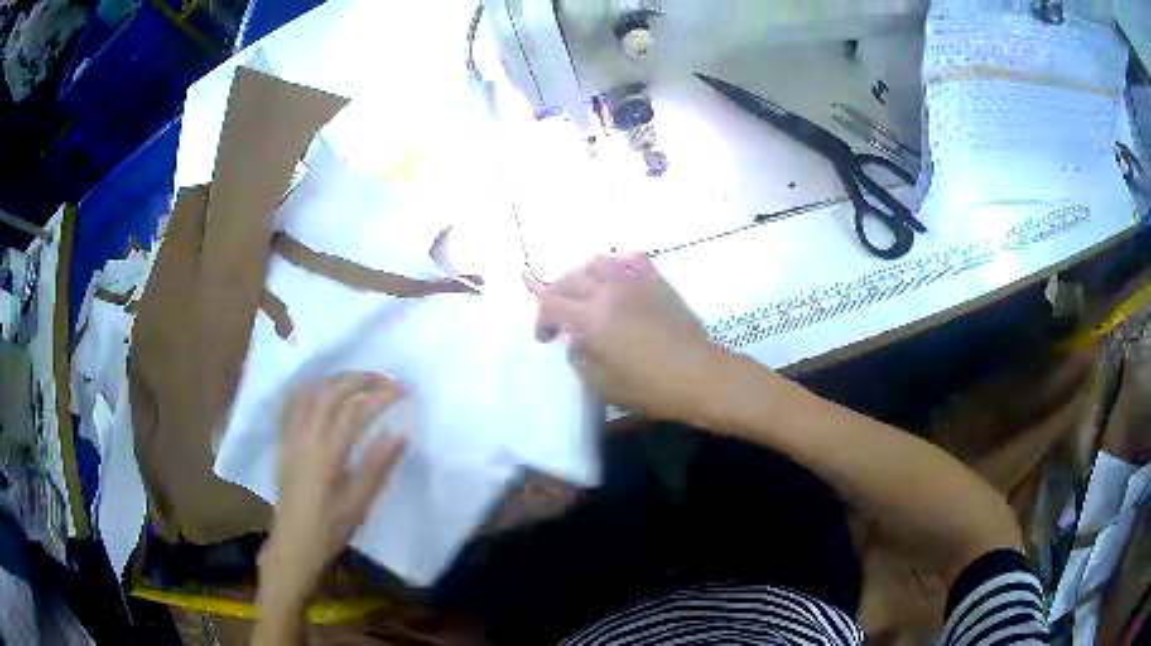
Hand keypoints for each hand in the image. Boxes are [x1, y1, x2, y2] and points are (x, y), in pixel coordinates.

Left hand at [258, 372, 406, 612]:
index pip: (355, 411)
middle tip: (387, 379)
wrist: (293, 544)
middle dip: (361, 379)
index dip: (381, 395)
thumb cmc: (329, 529)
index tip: (404, 390)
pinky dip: (309, 387)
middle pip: (332, 392)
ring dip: (337, 379)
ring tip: (360, 379)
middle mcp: (306, 437)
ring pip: (311, 392)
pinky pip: (293, 403)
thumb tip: (399, 433)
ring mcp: (291, 437)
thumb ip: (377, 468)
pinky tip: (319, 386)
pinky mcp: (284, 442)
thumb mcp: (359, 505)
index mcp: (327, 454)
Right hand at [529, 253, 721, 421]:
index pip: (551, 302)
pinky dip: (613, 268)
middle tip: (559, 317)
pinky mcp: (657, 282)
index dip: (542, 319)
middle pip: (569, 279)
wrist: (700, 375)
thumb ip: (580, 360)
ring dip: (582, 277)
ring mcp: (635, 282)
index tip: (547, 338)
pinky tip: (615, 284)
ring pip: (597, 263)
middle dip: (556, 296)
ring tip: (584, 295)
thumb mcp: (604, 386)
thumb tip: (576, 343)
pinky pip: (628, 262)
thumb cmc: (651, 387)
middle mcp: (609, 291)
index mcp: (592, 318)